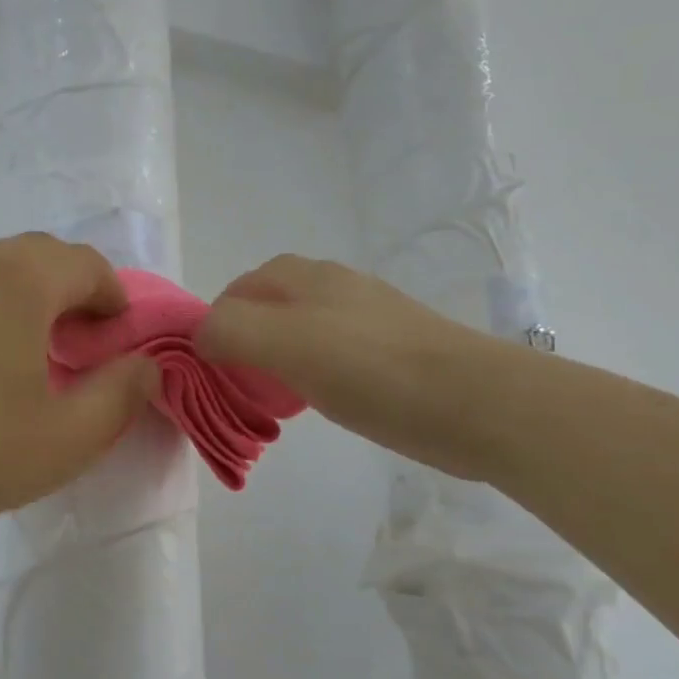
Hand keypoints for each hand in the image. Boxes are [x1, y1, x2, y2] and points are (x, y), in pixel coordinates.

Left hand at [0, 234, 159, 540]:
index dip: (114, 298)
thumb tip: (144, 365)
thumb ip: (122, 395)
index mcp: (21, 279)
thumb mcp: (66, 438)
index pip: (86, 264)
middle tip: (78, 348)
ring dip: (24, 300)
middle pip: (39, 257)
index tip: (117, 340)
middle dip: (71, 293)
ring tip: (25, 356)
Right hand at [196, 254, 507, 479]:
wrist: (475, 402)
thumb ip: (229, 330)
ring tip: (273, 396)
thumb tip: (202, 338)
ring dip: (276, 359)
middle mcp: (332, 285)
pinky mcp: (392, 350)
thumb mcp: (284, 342)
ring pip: (300, 330)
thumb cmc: (370, 368)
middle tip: (237, 383)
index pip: (235, 290)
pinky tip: (320, 400)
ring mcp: (367, 316)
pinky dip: (311, 373)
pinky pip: (332, 354)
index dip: (214, 326)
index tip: (211, 371)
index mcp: (303, 276)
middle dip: (243, 341)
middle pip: (267, 306)